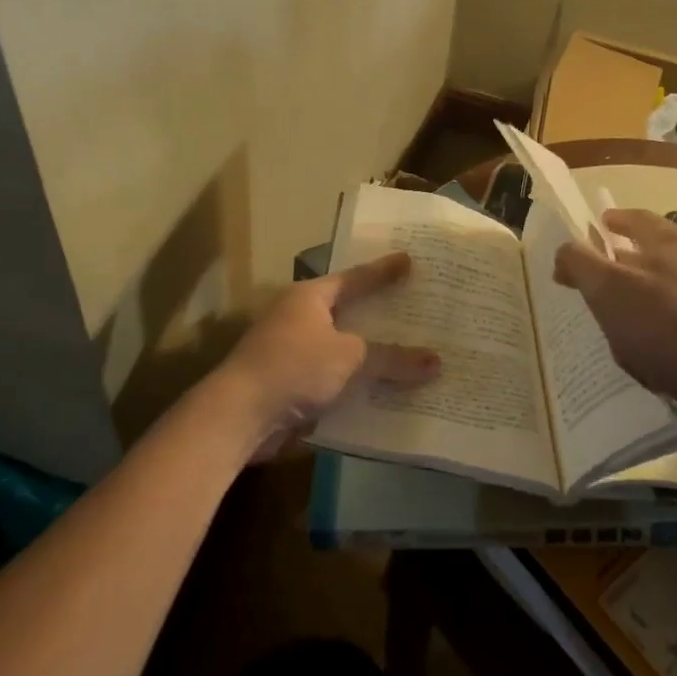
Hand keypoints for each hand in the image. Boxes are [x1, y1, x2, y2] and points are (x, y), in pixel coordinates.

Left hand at [220, 251, 439, 459]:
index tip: (409, 261)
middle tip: (416, 309)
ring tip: (410, 354)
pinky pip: (334, 379)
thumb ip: (393, 359)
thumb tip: (437, 362)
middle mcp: (298, 318)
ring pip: (341, 349)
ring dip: (369, 355)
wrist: (239, 415)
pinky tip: (384, 393)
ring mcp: (292, 352)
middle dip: (379, 315)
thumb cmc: (294, 368)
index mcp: (310, 297)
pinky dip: (356, 383)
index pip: (355, 278)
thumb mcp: (350, 358)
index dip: (383, 271)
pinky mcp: (290, 384)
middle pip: (348, 312)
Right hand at [553, 209, 676, 423]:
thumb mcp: (608, 292)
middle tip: (605, 286)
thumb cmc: (668, 329)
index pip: (635, 218)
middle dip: (630, 264)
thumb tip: (566, 250)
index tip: (596, 229)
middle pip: (658, 252)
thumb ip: (581, 264)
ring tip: (633, 327)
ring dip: (655, 298)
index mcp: (671, 240)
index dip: (611, 222)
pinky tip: (666, 355)